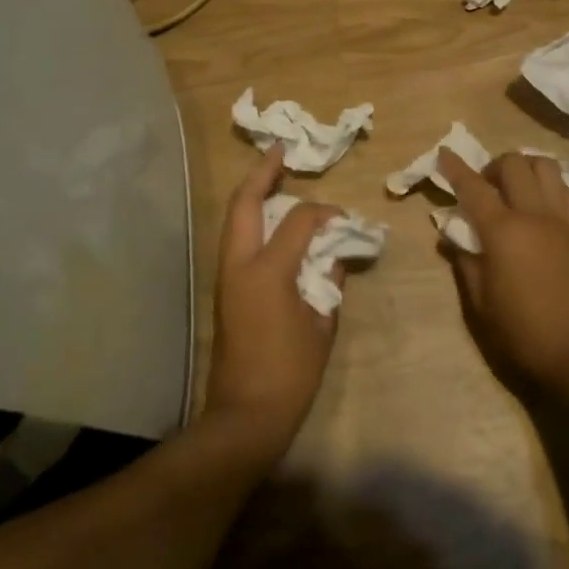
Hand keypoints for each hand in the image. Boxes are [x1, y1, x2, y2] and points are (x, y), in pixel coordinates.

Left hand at [201, 146, 342, 457]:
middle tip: (281, 152)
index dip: (324, 212)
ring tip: (274, 178)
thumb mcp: (322, 325)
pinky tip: (271, 221)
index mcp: (268, 271)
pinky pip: (237, 240)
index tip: (343, 219)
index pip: (298, 220)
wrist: (245, 415)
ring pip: (235, 219)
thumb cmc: (290, 373)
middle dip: (262, 172)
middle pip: (245, 203)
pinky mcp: (224, 290)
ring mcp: (226, 276)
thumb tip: (336, 255)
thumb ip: (330, 281)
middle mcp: (240, 264)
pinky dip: (252, 221)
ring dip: (253, 195)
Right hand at [436, 149, 568, 389]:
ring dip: (525, 168)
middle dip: (492, 166)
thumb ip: (466, 263)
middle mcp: (533, 214)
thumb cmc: (525, 332)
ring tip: (514, 189)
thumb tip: (453, 237)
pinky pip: (565, 191)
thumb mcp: (481, 304)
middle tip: (483, 187)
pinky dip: (549, 185)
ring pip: (546, 167)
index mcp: (503, 231)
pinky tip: (540, 204)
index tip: (444, 152)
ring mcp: (562, 220)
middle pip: (513, 164)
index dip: (455, 168)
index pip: (473, 187)